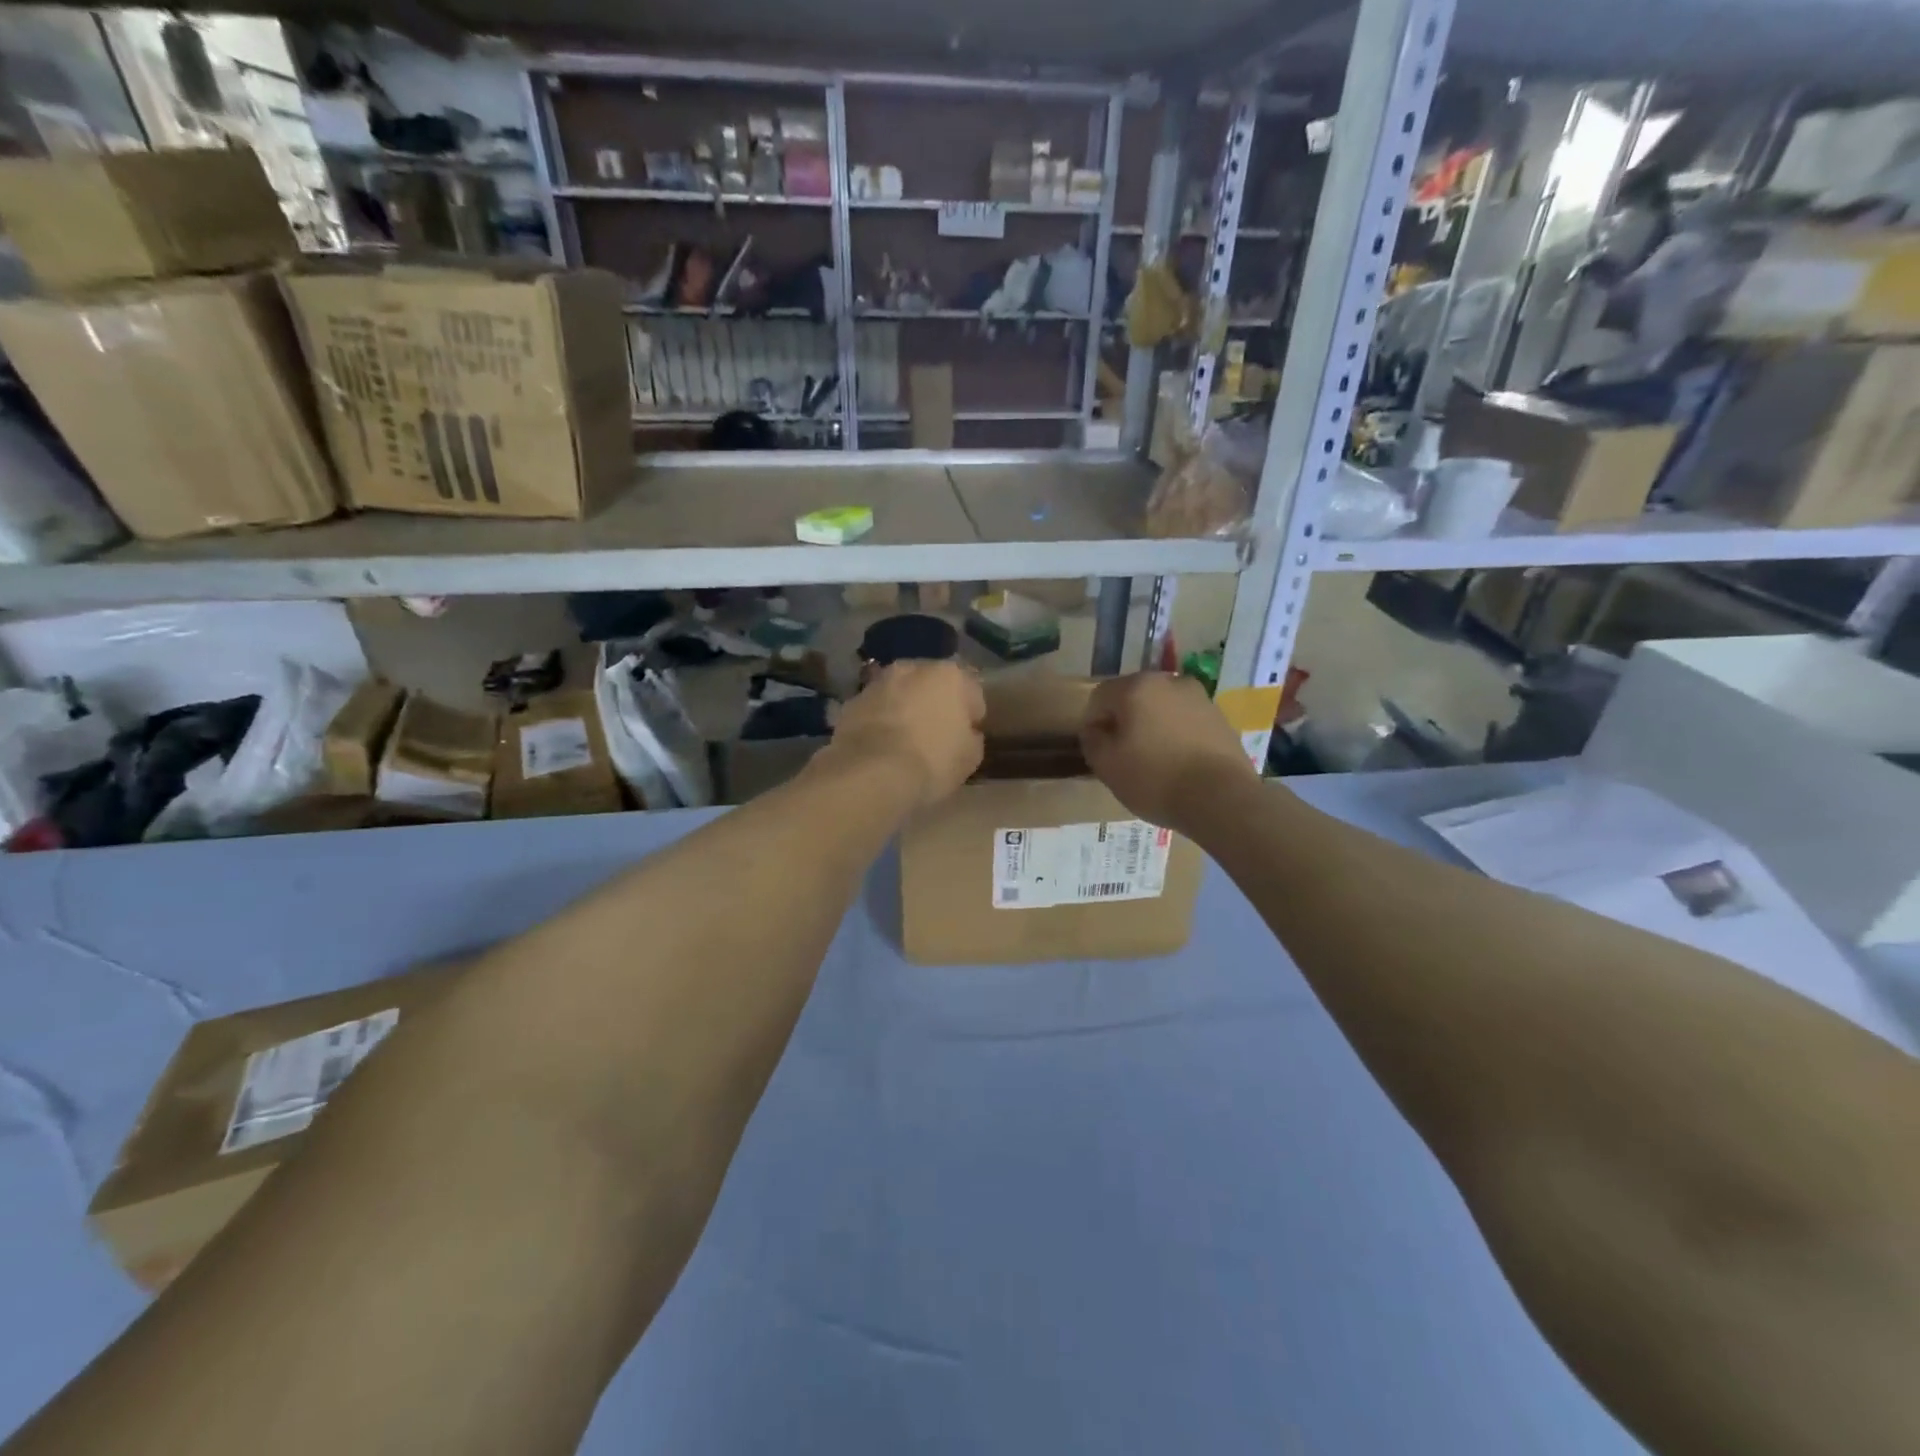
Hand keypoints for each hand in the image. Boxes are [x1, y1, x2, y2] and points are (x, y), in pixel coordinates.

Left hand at [824, 661, 984, 807]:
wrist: (871, 773)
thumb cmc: (932, 761)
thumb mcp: (970, 757)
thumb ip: (971, 737)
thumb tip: (965, 733)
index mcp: (949, 675)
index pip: (971, 691)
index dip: (972, 715)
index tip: (968, 736)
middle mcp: (912, 668)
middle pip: (931, 685)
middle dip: (934, 703)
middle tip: (935, 734)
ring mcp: (877, 683)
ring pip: (899, 693)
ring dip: (904, 709)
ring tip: (904, 740)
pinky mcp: (851, 703)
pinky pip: (875, 710)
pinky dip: (879, 721)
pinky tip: (880, 746)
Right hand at [1080, 672, 1255, 834]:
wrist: (1222, 798)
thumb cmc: (1155, 779)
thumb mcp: (1107, 766)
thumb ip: (1092, 740)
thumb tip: (1094, 730)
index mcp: (1137, 687)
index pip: (1100, 697)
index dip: (1093, 723)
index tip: (1097, 750)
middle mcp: (1169, 681)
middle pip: (1133, 697)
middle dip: (1124, 721)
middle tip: (1123, 755)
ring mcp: (1199, 698)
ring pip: (1162, 708)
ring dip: (1152, 726)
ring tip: (1153, 761)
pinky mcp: (1220, 718)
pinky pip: (1186, 721)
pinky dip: (1176, 735)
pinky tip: (1179, 763)